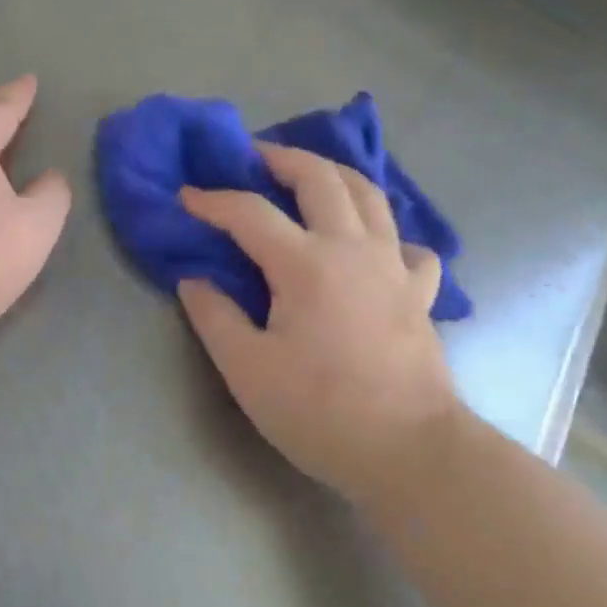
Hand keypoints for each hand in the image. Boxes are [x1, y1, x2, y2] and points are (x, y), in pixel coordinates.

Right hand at [177, 143, 459, 506]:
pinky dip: (387, 233)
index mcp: (306, 263)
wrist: (410, 450)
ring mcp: (394, 265)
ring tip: (311, 175)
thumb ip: (215, 317)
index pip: (250, 213)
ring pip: (369, 194)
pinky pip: (407, 244)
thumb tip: (194, 280)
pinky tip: (374, 247)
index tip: (186, 196)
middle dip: (282, 157)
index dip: (213, 200)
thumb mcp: (248, 371)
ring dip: (335, 174)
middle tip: (256, 156)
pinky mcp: (421, 291)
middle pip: (320, 177)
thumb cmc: (322, 411)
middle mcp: (353, 247)